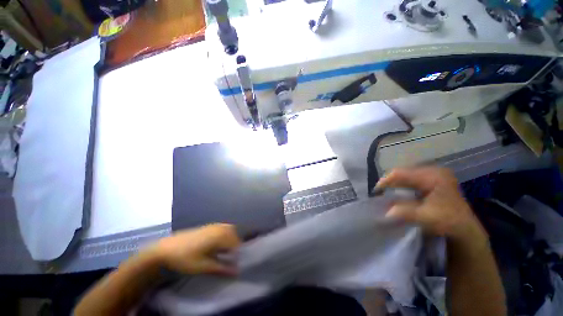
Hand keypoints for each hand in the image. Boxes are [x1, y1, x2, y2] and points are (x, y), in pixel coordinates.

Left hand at [150, 224, 240, 274]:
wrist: (166, 248)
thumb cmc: (185, 258)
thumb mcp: (202, 266)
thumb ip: (221, 268)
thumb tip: (236, 272)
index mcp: (218, 236)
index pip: (235, 243)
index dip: (237, 254)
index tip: (234, 264)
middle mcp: (218, 228)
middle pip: (234, 234)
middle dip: (235, 246)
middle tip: (230, 258)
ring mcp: (213, 225)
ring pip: (229, 230)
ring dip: (230, 240)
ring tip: (225, 252)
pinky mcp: (208, 226)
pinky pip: (223, 228)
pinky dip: (225, 235)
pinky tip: (217, 245)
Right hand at [376, 167, 484, 240]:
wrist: (465, 227)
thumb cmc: (448, 222)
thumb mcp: (427, 218)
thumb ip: (405, 213)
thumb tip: (386, 211)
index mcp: (433, 176)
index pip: (401, 173)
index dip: (386, 181)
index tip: (376, 191)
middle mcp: (433, 170)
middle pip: (403, 172)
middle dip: (390, 182)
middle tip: (380, 192)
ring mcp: (434, 173)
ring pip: (406, 174)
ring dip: (395, 183)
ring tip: (386, 191)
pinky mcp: (432, 177)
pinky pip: (411, 177)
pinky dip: (402, 184)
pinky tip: (398, 190)